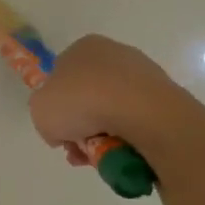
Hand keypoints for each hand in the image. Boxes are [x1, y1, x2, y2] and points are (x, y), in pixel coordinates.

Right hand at [28, 35, 177, 164]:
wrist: (140, 111)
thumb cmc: (81, 101)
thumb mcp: (39, 111)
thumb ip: (45, 116)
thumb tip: (63, 130)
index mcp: (82, 48)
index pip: (61, 78)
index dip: (56, 106)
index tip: (60, 131)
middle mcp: (113, 53)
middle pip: (87, 98)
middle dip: (81, 127)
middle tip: (79, 150)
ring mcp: (142, 73)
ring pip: (113, 112)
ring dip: (103, 135)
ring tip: (100, 157)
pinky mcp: (165, 96)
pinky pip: (137, 121)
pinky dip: (128, 137)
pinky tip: (123, 151)